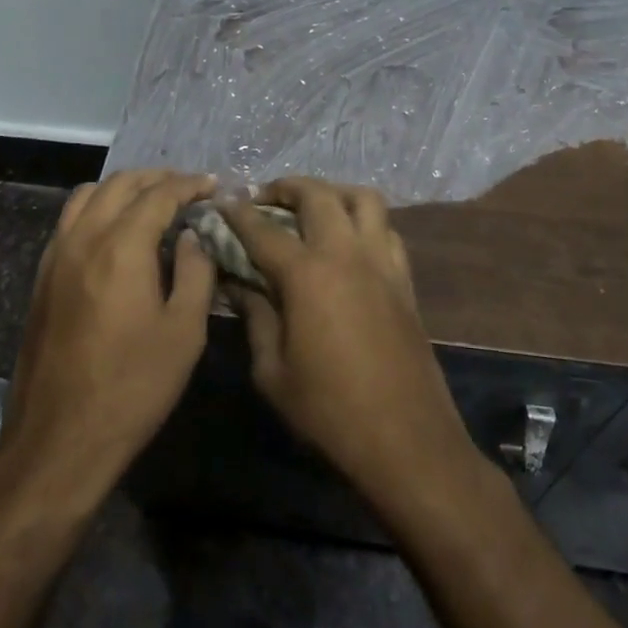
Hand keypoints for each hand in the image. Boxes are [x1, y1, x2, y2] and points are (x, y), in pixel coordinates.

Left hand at [0, 169, 217, 505]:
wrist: (59, 439)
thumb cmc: (132, 388)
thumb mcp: (183, 333)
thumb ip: (195, 273)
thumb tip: (192, 237)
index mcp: (121, 247)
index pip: (159, 195)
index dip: (189, 185)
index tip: (212, 186)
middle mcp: (84, 238)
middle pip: (120, 184)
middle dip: (157, 178)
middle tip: (187, 189)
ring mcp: (56, 255)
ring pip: (88, 195)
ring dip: (123, 188)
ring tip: (152, 202)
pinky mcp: (42, 276)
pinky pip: (70, 219)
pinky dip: (98, 207)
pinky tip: (116, 231)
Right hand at [219, 178, 482, 513]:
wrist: (406, 440)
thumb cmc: (329, 411)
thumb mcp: (272, 371)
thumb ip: (255, 317)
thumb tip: (237, 283)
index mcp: (307, 274)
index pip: (263, 229)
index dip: (238, 213)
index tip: (221, 202)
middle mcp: (346, 253)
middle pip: (317, 195)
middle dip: (286, 187)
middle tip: (265, 198)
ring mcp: (381, 262)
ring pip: (363, 198)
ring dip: (333, 192)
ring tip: (312, 207)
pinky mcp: (404, 279)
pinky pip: (386, 229)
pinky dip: (364, 221)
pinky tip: (349, 240)